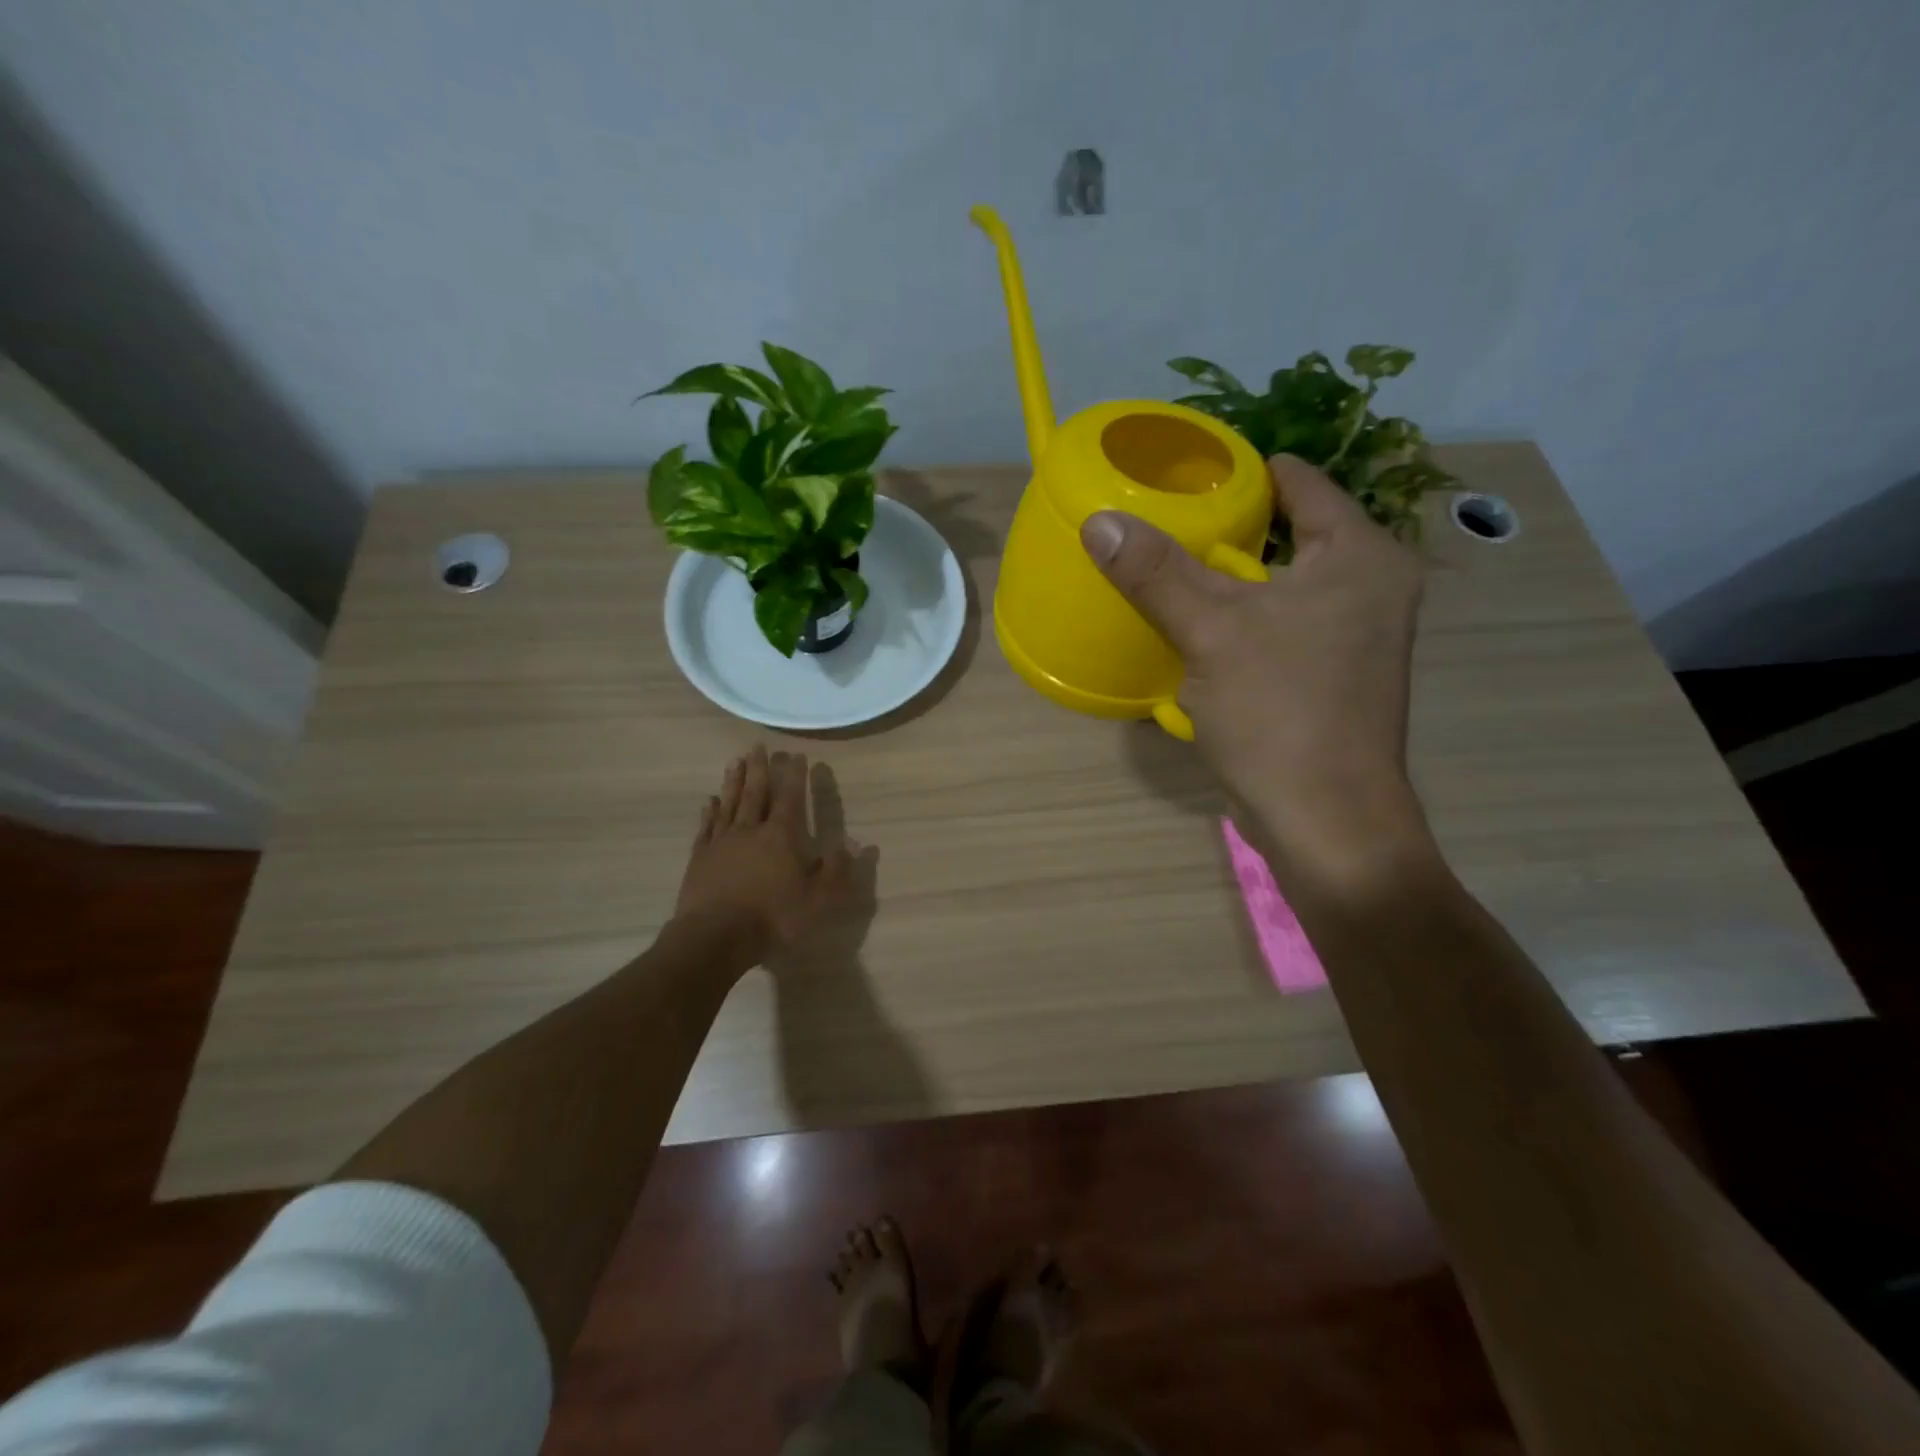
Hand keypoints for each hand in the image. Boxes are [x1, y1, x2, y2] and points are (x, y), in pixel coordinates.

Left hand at [673, 746, 862, 967]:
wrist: (716, 937)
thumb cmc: (774, 917)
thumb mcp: (819, 899)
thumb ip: (837, 869)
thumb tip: (857, 844)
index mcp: (782, 836)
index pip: (791, 797)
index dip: (795, 775)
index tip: (797, 755)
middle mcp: (751, 830)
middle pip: (756, 792)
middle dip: (760, 768)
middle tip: (759, 747)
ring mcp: (722, 842)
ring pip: (730, 803)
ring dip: (733, 781)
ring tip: (736, 761)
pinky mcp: (700, 858)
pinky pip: (707, 827)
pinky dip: (710, 811)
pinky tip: (710, 801)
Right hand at [1081, 456, 1431, 887]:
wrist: (1324, 818)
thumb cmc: (1279, 712)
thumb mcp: (1210, 631)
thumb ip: (1156, 572)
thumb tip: (1099, 521)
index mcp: (1361, 557)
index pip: (1302, 484)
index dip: (1245, 471)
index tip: (1190, 471)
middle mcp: (1371, 587)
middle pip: (1291, 533)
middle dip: (1231, 527)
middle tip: (1168, 519)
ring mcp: (1356, 636)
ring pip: (1283, 584)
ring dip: (1232, 578)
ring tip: (1172, 566)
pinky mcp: (1335, 676)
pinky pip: (1282, 625)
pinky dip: (1243, 620)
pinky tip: (1199, 628)